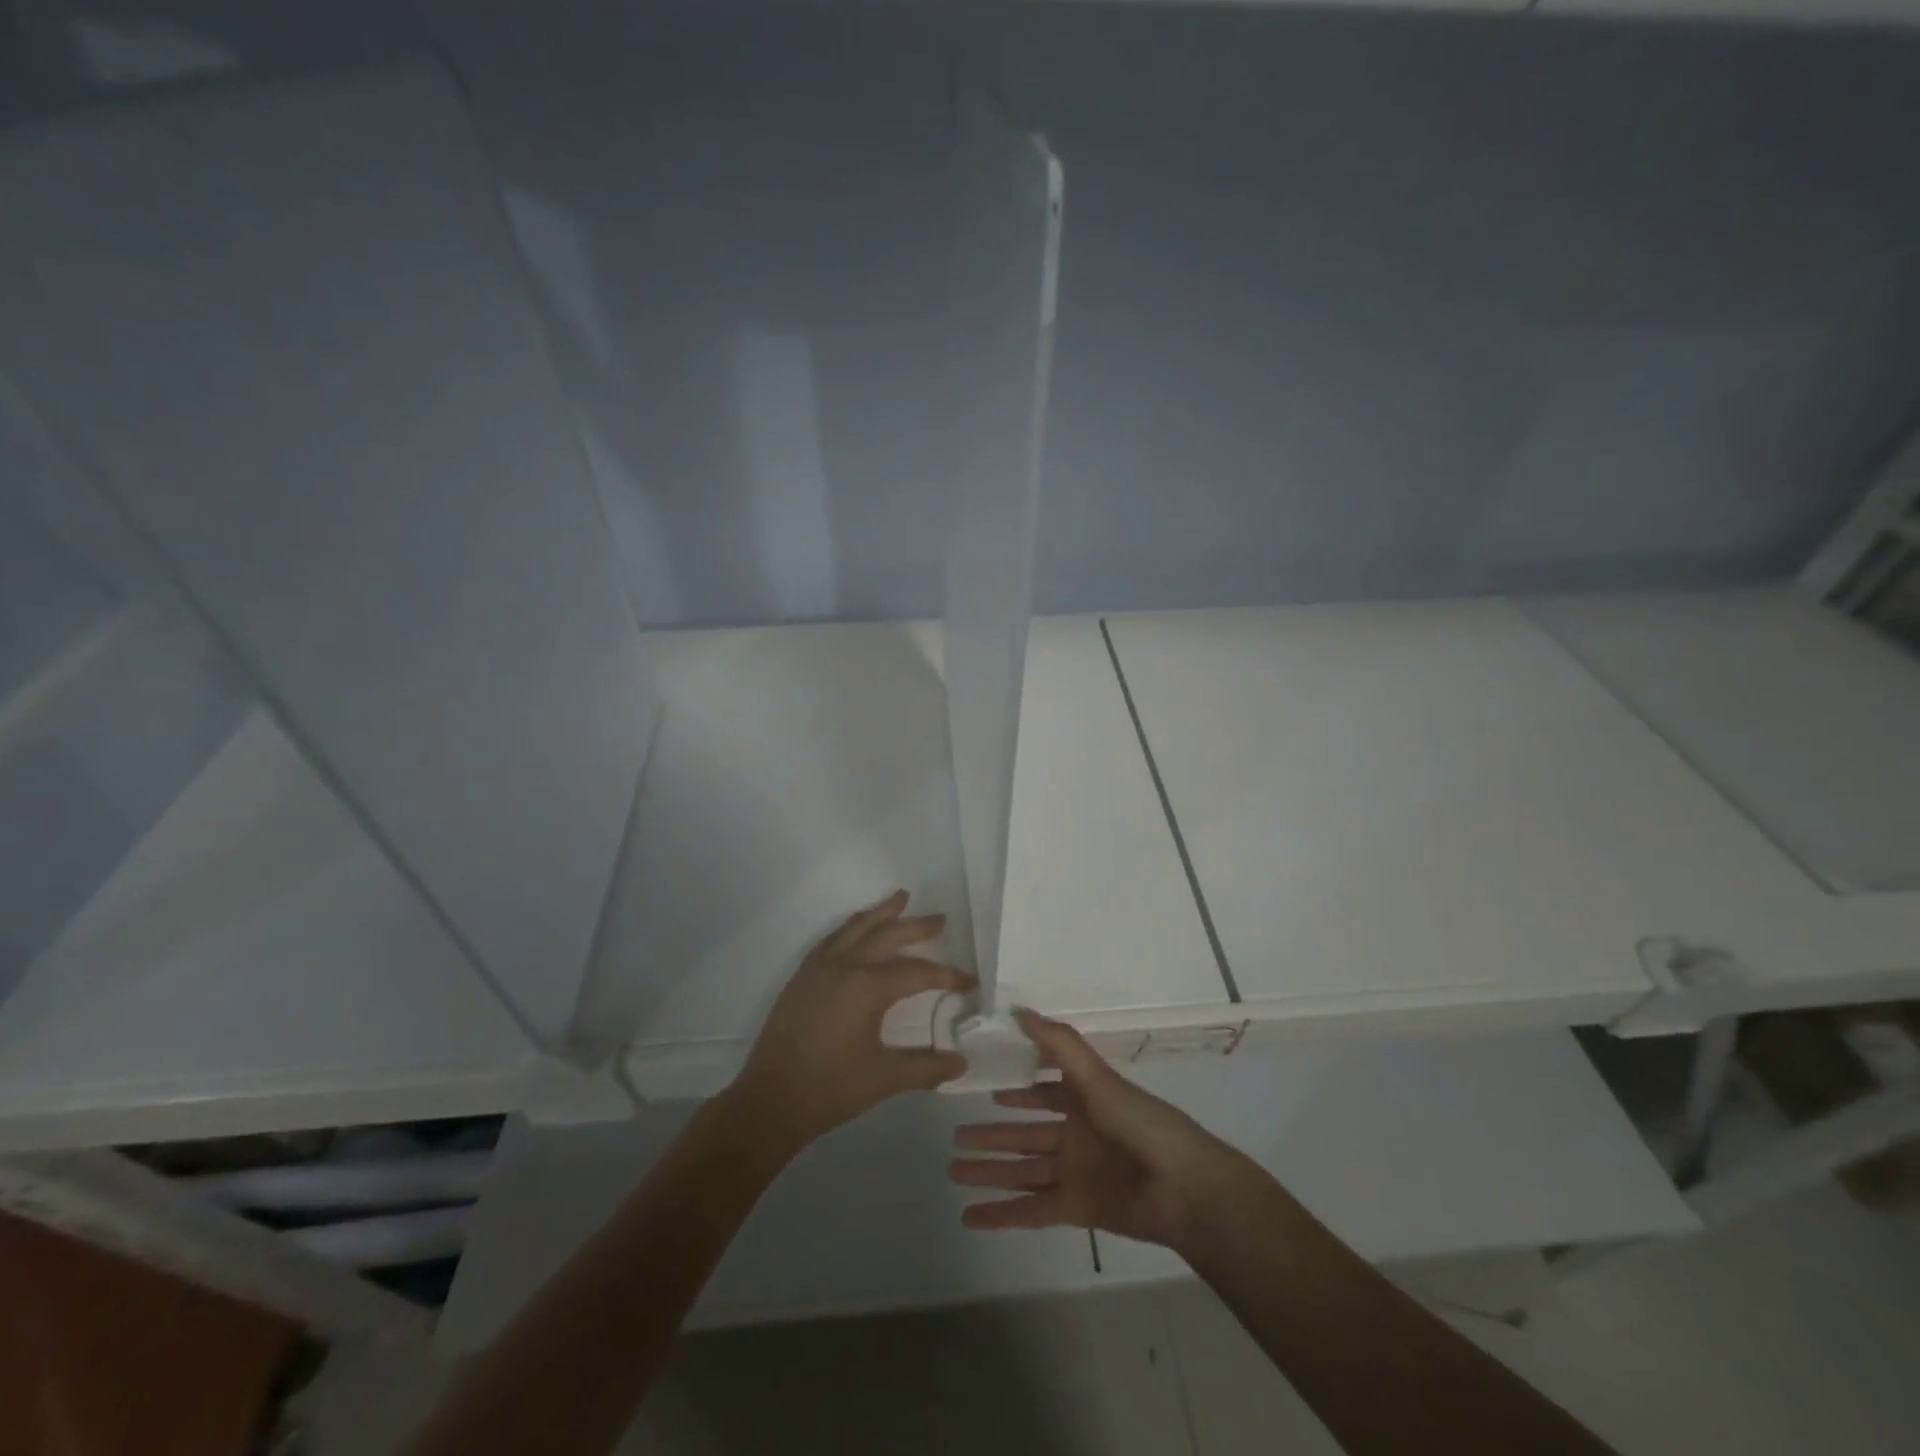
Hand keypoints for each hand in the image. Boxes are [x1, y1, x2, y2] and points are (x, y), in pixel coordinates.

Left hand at [730, 891, 973, 1154]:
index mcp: (867, 987)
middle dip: (916, 926)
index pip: (917, 973)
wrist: (770, 1099)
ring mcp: (819, 968)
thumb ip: (926, 1067)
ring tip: (900, 898)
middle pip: (887, 935)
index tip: (969, 981)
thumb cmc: (830, 1088)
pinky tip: (857, 929)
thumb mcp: (884, 1079)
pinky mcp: (802, 977)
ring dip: (881, 913)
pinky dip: (852, 927)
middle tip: (940, 919)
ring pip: (856, 928)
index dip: (946, 976)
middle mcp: (844, 966)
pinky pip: (832, 939)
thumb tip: (962, 1063)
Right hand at [950, 1009, 1246, 1251]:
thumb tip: (1021, 1010)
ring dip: (989, 1172)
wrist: (1184, 1189)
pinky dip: (1001, 1213)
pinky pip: (1030, 1209)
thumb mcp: (1098, 1077)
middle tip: (955, 1137)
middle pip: (1024, 1134)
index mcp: (1085, 1101)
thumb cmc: (1141, 1123)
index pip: (1043, 1093)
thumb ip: (1060, 1045)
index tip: (987, 1087)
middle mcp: (1076, 1135)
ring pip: (1021, 1170)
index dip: (1018, 1092)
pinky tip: (970, 1216)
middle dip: (992, 1135)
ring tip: (952, 1171)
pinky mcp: (1074, 1209)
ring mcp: (1074, 1174)